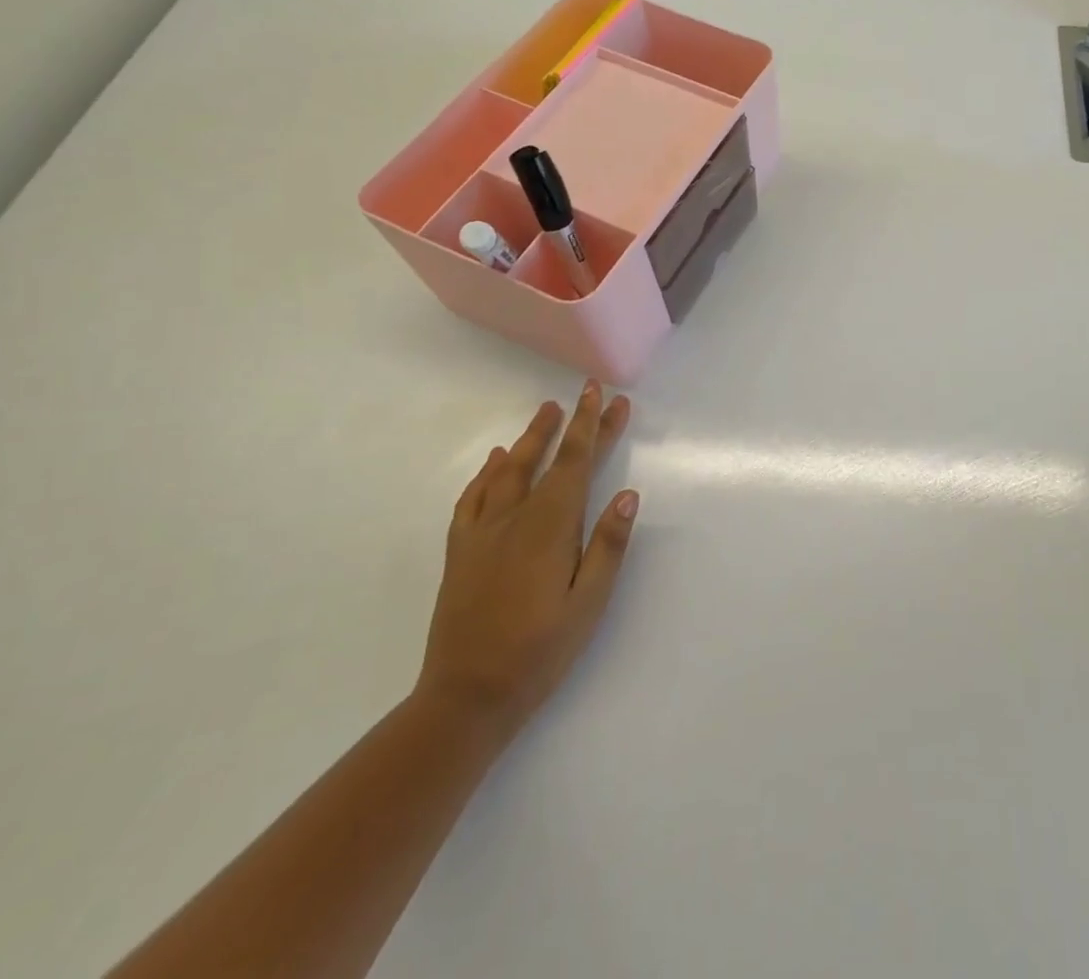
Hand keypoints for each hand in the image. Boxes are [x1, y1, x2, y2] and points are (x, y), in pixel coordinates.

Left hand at [416, 381, 638, 729]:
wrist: (466, 696)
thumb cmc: (540, 651)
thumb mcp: (589, 604)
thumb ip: (608, 546)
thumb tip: (627, 495)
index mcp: (550, 527)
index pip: (576, 463)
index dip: (593, 426)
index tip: (606, 396)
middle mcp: (515, 518)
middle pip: (547, 459)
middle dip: (570, 423)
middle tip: (585, 392)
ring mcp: (482, 532)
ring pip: (508, 470)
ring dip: (531, 437)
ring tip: (546, 412)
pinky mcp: (461, 551)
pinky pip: (473, 497)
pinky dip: (488, 472)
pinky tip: (497, 461)